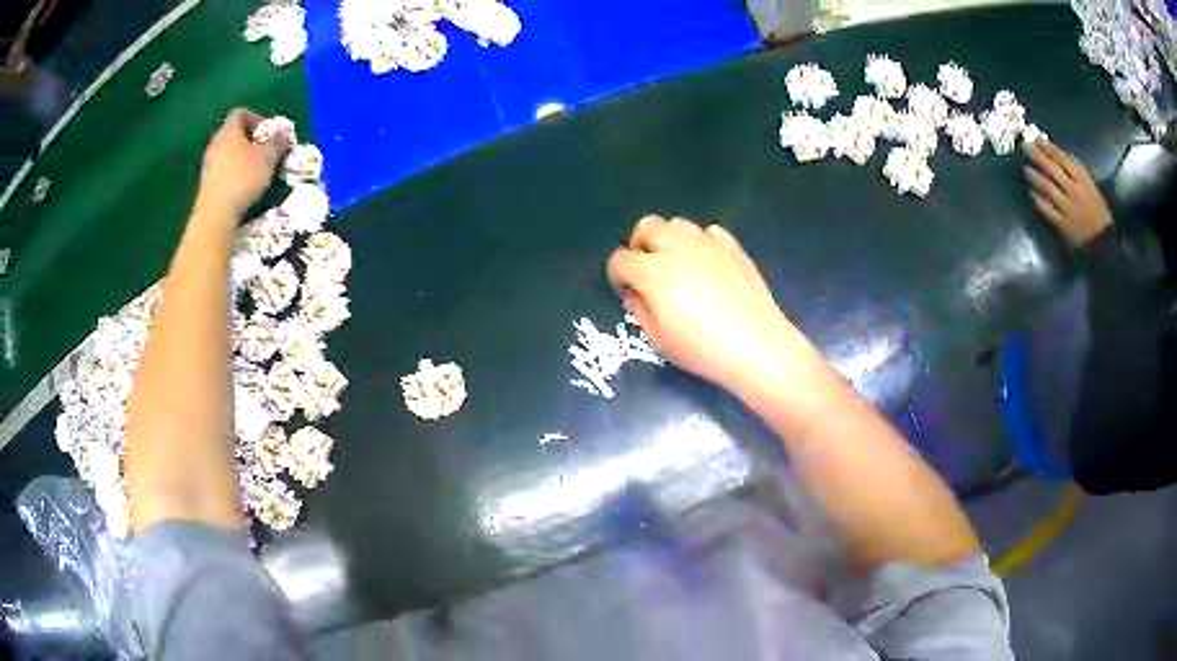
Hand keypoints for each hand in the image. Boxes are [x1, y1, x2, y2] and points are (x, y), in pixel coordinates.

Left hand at [195, 108, 288, 217]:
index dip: (256, 118)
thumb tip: (283, 133)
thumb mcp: (268, 158)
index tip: (267, 133)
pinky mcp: (205, 183)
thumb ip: (277, 143)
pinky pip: (220, 170)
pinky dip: (231, 172)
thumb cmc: (243, 179)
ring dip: (239, 157)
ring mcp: (207, 164)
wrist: (215, 214)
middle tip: (262, 151)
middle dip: (248, 139)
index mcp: (229, 131)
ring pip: (226, 152)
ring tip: (253, 170)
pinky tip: (241, 186)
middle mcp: (215, 143)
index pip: (240, 113)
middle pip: (232, 133)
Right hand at [607, 215, 805, 395]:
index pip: (620, 260)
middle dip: (640, 244)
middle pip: (647, 226)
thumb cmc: (702, 349)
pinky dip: (701, 242)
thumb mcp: (659, 339)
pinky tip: (707, 263)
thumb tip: (635, 293)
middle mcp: (677, 248)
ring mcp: (707, 244)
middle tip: (646, 268)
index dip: (617, 274)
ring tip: (677, 263)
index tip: (625, 289)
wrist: (756, 346)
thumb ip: (640, 310)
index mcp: (653, 272)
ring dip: (669, 239)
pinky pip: (709, 232)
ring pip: (677, 223)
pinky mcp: (732, 247)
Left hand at [1025, 143, 1112, 247]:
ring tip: (1026, 170)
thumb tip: (1059, 158)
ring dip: (1034, 177)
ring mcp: (1068, 207)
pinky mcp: (1063, 224)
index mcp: (1083, 179)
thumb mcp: (1092, 188)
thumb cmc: (1099, 214)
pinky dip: (1038, 200)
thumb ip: (1077, 174)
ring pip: (1047, 187)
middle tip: (1025, 149)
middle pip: (1052, 168)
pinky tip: (1032, 195)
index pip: (1062, 157)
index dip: (1048, 148)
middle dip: (1037, 156)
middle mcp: (1074, 190)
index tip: (1037, 140)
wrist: (1104, 245)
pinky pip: (1047, 209)